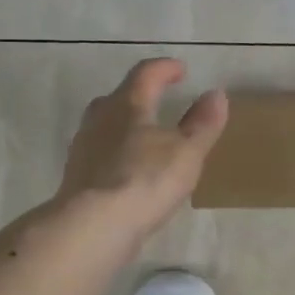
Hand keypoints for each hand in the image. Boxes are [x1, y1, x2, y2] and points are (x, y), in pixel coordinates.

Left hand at [58, 59, 228, 242]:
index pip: (145, 74)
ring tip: (147, 138)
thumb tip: (216, 94)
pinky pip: (101, 155)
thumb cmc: (145, 180)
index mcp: (126, 104)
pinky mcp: (77, 177)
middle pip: (118, 98)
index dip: (165, 69)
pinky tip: (130, 171)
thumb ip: (202, 123)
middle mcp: (99, 119)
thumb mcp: (186, 152)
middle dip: (140, 96)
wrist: (93, 226)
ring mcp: (83, 148)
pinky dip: (117, 154)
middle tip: (159, 101)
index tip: (181, 70)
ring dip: (126, 126)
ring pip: (106, 127)